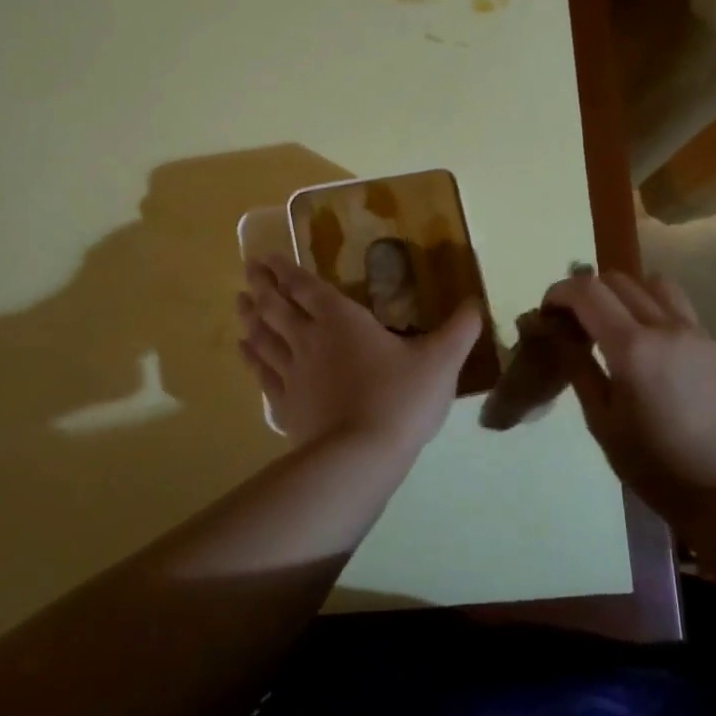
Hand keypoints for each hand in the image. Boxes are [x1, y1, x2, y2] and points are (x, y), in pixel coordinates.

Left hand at [237, 255, 482, 449]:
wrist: (361, 457)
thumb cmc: (401, 399)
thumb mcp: (441, 361)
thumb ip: (460, 329)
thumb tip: (476, 301)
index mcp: (343, 321)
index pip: (308, 288)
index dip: (287, 271)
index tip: (268, 258)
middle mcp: (310, 340)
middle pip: (278, 307)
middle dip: (263, 287)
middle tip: (248, 270)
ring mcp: (293, 374)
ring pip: (264, 337)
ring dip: (250, 317)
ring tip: (238, 302)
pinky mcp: (286, 406)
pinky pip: (262, 374)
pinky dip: (251, 358)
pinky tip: (244, 350)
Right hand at [543, 269, 715, 518]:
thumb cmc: (654, 466)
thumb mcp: (601, 421)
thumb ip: (577, 366)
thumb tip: (551, 329)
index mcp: (632, 348)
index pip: (587, 291)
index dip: (559, 292)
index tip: (547, 313)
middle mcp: (666, 328)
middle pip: (618, 280)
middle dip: (588, 292)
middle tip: (575, 323)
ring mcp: (698, 334)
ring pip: (654, 285)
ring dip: (625, 294)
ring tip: (615, 326)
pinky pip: (679, 311)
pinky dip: (654, 313)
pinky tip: (651, 351)